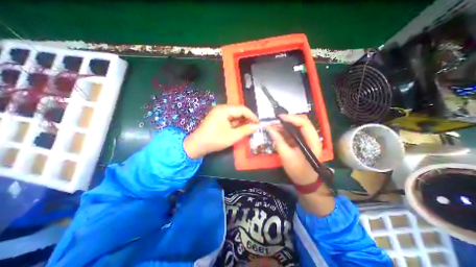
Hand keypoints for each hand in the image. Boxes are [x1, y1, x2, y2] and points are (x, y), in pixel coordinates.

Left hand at [183, 104, 258, 157]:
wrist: (197, 145)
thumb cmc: (215, 140)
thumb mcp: (232, 136)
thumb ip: (246, 130)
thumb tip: (257, 126)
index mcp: (224, 109)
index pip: (242, 109)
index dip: (252, 116)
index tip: (258, 123)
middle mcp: (221, 108)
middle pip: (238, 110)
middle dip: (247, 118)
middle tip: (254, 126)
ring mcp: (218, 112)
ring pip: (234, 114)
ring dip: (242, 120)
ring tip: (249, 128)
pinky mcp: (217, 117)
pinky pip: (229, 117)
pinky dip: (235, 122)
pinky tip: (240, 128)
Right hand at [266, 114, 320, 184]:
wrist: (306, 181)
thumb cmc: (298, 170)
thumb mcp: (287, 156)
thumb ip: (278, 142)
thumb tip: (269, 129)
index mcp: (312, 141)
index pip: (304, 123)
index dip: (291, 118)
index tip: (279, 118)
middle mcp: (311, 137)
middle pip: (300, 122)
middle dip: (286, 120)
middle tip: (274, 121)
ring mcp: (306, 139)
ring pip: (295, 127)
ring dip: (284, 126)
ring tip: (272, 127)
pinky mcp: (301, 142)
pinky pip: (292, 133)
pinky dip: (284, 131)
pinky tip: (275, 132)